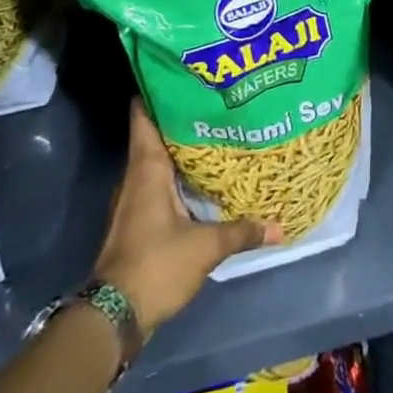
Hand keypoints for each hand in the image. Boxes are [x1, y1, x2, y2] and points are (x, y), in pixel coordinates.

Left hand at [93, 100, 281, 332]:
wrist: (112, 318)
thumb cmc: (156, 265)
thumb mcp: (206, 247)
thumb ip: (243, 231)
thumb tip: (280, 225)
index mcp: (147, 170)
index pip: (144, 117)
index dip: (158, 92)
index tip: (183, 74)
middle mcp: (136, 179)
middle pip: (155, 136)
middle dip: (183, 119)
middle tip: (217, 102)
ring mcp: (134, 202)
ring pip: (158, 162)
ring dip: (183, 150)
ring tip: (218, 134)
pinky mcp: (138, 223)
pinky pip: (160, 186)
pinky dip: (180, 177)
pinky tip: (205, 180)